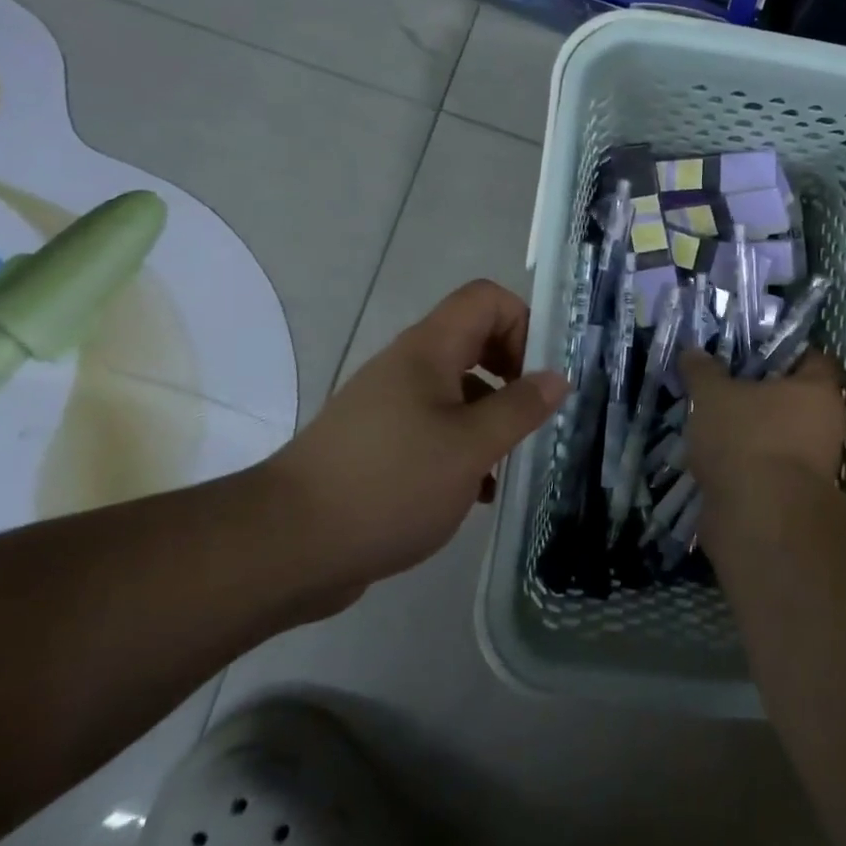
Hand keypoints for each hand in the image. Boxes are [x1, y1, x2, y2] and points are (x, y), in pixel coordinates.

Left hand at [264, 280, 567, 590]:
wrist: (288, 545)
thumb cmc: (390, 484)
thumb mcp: (471, 447)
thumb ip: (520, 408)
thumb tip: (557, 377)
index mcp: (429, 351)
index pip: (486, 299)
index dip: (523, 323)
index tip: (540, 375)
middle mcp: (408, 368)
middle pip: (475, 341)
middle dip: (515, 373)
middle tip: (536, 417)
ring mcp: (391, 407)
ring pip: (459, 391)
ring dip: (493, 417)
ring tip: (514, 461)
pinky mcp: (382, 445)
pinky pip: (437, 429)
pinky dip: (466, 448)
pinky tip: (480, 492)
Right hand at [679, 349, 845, 491]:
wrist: (759, 520)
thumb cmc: (746, 439)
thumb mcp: (713, 395)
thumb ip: (703, 371)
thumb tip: (693, 352)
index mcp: (819, 389)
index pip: (812, 357)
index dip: (781, 351)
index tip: (748, 352)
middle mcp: (826, 424)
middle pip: (793, 398)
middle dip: (759, 394)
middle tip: (721, 387)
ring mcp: (813, 464)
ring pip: (778, 435)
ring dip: (750, 432)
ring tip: (709, 424)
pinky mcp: (792, 496)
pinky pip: (766, 467)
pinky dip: (745, 463)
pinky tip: (713, 458)